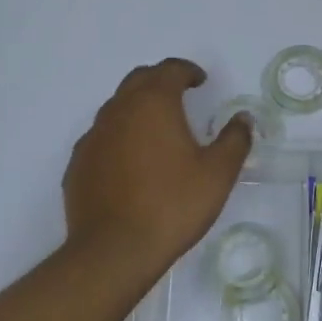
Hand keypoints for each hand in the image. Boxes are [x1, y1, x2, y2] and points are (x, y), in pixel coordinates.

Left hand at [62, 58, 251, 285]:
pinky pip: (101, 138)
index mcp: (153, 103)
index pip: (169, 70)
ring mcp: (93, 137)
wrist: (114, 251)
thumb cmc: (172, 205)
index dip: (187, 71)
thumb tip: (243, 119)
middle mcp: (118, 110)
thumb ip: (234, 140)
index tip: (200, 81)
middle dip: (160, 81)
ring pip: (116, 108)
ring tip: (156, 130)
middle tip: (179, 95)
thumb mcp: (218, 174)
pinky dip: (119, 138)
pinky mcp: (78, 164)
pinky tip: (130, 163)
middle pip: (138, 80)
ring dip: (137, 108)